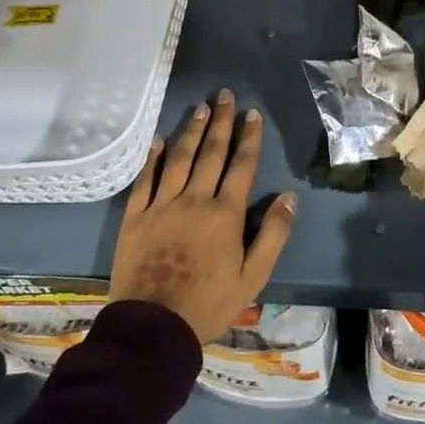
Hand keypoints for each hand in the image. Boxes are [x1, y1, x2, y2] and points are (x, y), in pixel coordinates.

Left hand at [109, 90, 296, 343]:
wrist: (153, 327)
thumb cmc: (209, 304)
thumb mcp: (253, 277)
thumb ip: (273, 235)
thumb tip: (289, 197)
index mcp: (225, 214)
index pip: (241, 166)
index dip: (249, 138)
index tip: (252, 113)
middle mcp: (194, 199)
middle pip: (210, 153)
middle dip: (221, 122)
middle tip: (225, 96)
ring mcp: (162, 205)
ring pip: (179, 159)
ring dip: (191, 131)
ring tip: (200, 108)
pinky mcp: (135, 216)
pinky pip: (145, 179)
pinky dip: (154, 158)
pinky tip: (160, 140)